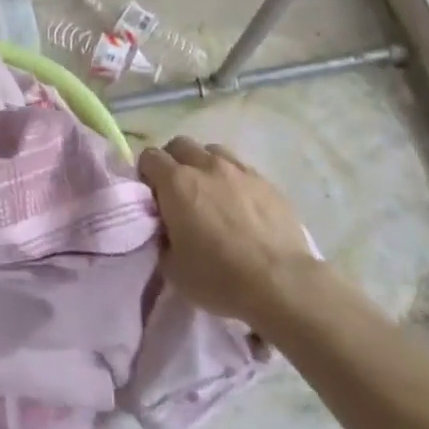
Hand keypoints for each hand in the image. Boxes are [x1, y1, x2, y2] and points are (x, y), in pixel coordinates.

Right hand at [139, 135, 314, 324]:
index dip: (146, 174)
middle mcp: (205, 166)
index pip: (150, 157)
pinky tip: (240, 205)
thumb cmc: (219, 277)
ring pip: (212, 151)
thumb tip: (166, 229)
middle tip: (178, 193)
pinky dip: (233, 180)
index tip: (153, 198)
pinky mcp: (267, 182)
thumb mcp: (172, 268)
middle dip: (173, 162)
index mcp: (176, 182)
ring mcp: (239, 170)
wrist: (282, 283)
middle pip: (180, 145)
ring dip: (204, 165)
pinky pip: (241, 169)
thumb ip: (162, 238)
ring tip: (211, 194)